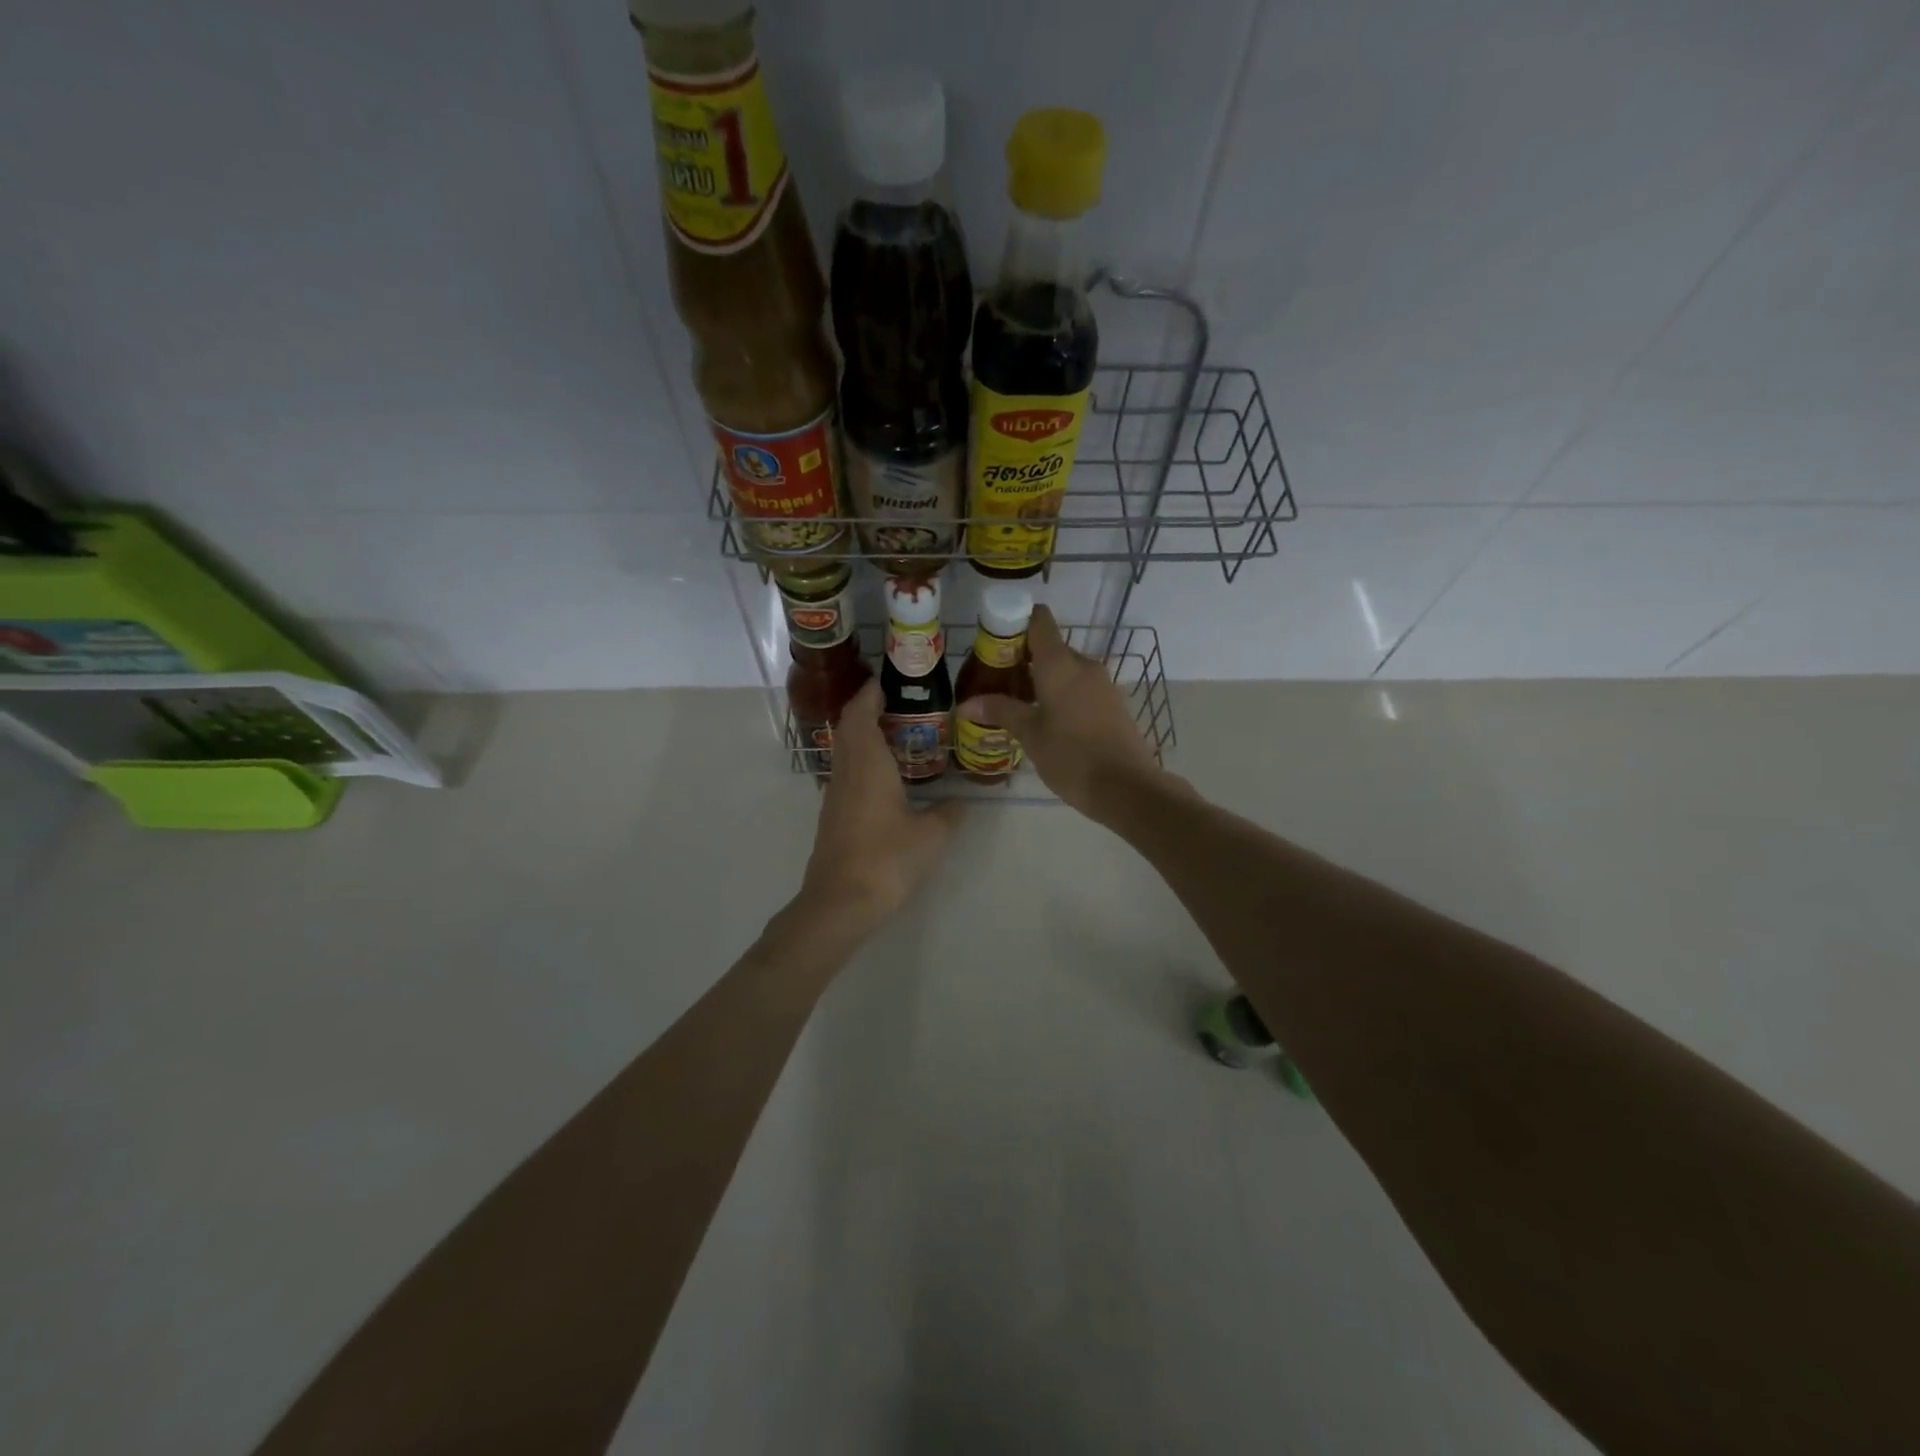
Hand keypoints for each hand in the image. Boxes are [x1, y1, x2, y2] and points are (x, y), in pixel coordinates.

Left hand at [800, 679, 964, 929]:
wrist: (840, 903)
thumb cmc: (886, 860)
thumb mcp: (931, 836)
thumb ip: (949, 814)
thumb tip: (959, 803)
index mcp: (868, 765)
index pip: (860, 714)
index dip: (870, 694)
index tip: (887, 682)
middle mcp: (847, 772)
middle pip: (848, 728)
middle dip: (866, 709)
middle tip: (895, 703)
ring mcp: (835, 795)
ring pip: (844, 751)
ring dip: (862, 735)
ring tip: (894, 733)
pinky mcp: (833, 816)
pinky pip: (846, 773)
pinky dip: (861, 760)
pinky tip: (883, 776)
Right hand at [958, 606, 1172, 821]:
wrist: (1126, 788)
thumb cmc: (1071, 757)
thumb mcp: (1030, 735)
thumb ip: (1000, 711)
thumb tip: (966, 704)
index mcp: (1060, 664)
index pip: (1039, 620)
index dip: (1016, 622)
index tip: (995, 642)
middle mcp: (1083, 665)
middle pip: (1050, 647)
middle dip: (1023, 659)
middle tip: (997, 682)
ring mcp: (1102, 684)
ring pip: (1066, 669)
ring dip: (1042, 679)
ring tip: (1017, 704)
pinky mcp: (1112, 703)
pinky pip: (1081, 687)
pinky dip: (1061, 694)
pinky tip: (1046, 720)